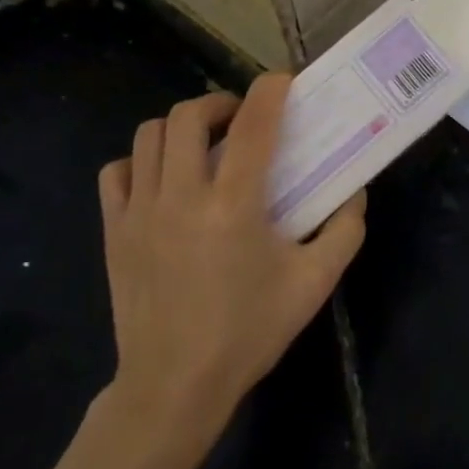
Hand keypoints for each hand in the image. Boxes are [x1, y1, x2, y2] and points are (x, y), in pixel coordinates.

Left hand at [94, 73, 367, 446]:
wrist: (174, 386)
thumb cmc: (249, 332)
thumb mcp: (314, 284)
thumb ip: (344, 231)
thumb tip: (354, 193)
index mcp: (233, 206)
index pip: (254, 125)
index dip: (270, 91)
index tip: (284, 82)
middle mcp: (182, 197)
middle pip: (189, 116)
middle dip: (220, 103)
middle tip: (242, 120)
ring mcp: (140, 212)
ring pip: (149, 136)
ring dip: (181, 126)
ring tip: (204, 144)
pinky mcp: (114, 230)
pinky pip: (117, 172)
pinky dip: (140, 161)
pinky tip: (163, 178)